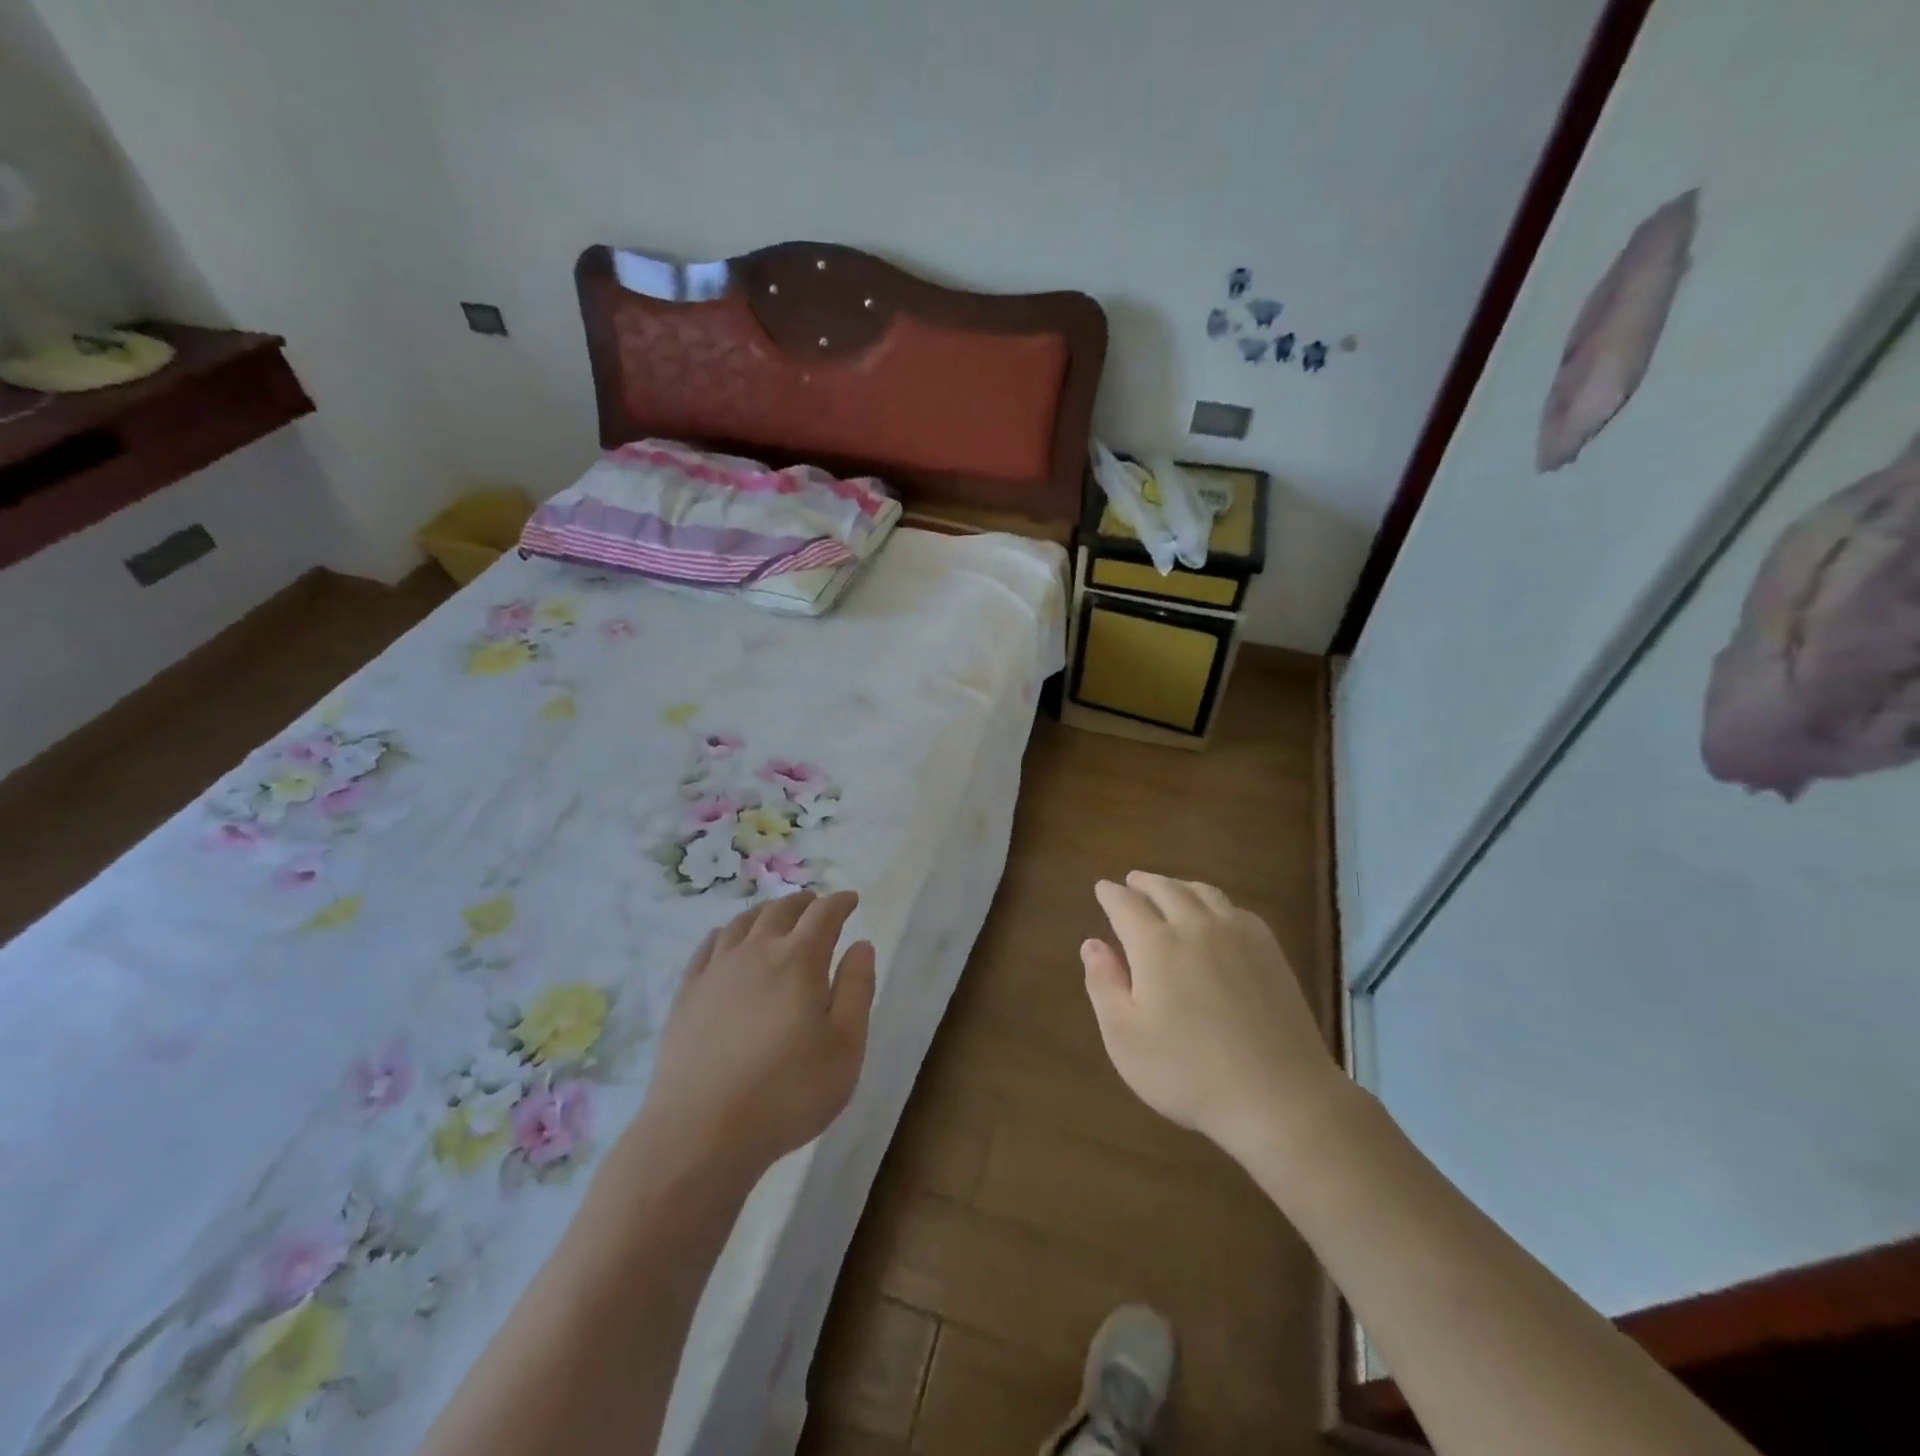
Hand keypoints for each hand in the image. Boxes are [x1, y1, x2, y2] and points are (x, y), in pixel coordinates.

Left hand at [637, 890, 875, 1177]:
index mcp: (799, 959)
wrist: (701, 1132)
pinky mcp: (687, 995)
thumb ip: (857, 989)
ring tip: (775, 915)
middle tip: (815, 903)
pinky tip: (727, 940)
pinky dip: (725, 933)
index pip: (823, 915)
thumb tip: (861, 945)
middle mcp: (756, 952)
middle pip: (780, 911)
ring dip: (765, 912)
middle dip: (803, 902)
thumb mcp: (845, 1047)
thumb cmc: (787, 1092)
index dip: (839, 902)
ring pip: (742, 923)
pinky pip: (708, 947)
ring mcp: (716, 971)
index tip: (850, 900)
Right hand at [1082, 873, 1341, 1165]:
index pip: (1126, 905)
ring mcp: (1239, 936)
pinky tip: (1216, 915)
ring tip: (1169, 889)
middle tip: (1131, 881)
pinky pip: (1236, 909)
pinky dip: (1215, 901)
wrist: (1280, 1097)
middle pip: (1166, 889)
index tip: (1102, 888)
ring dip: (1179, 885)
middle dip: (1144, 882)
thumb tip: (1092, 944)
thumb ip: (1104, 984)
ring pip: (1203, 893)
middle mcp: (1196, 927)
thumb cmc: (1188, 1072)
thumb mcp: (1125, 1038)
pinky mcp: (1270, 952)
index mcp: (1156, 945)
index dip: (1110, 894)